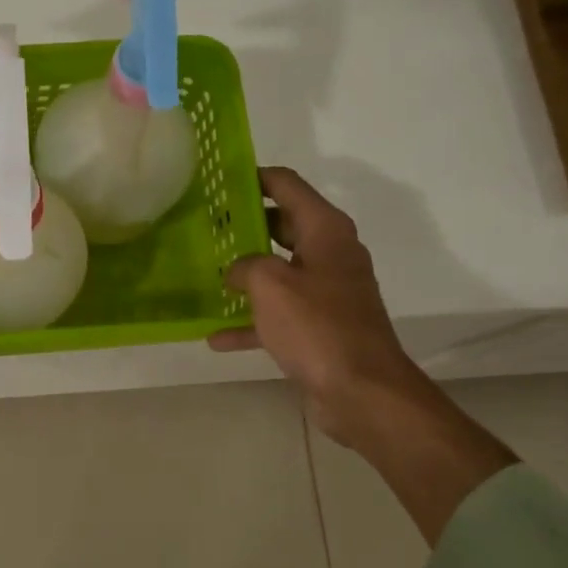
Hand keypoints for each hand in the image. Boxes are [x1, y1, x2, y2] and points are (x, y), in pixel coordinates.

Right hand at [209, 167, 425, 449]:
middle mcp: (329, 254)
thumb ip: (245, 265)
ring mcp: (326, 292)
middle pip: (282, 225)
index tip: (219, 178)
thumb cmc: (317, 326)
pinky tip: (216, 337)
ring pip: (278, 271)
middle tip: (205, 224)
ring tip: (206, 272)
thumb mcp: (270, 284)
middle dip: (244, 224)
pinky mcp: (320, 327)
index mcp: (325, 231)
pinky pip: (278, 315)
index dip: (254, 177)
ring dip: (245, 273)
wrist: (362, 391)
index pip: (287, 185)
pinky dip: (251, 323)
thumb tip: (237, 271)